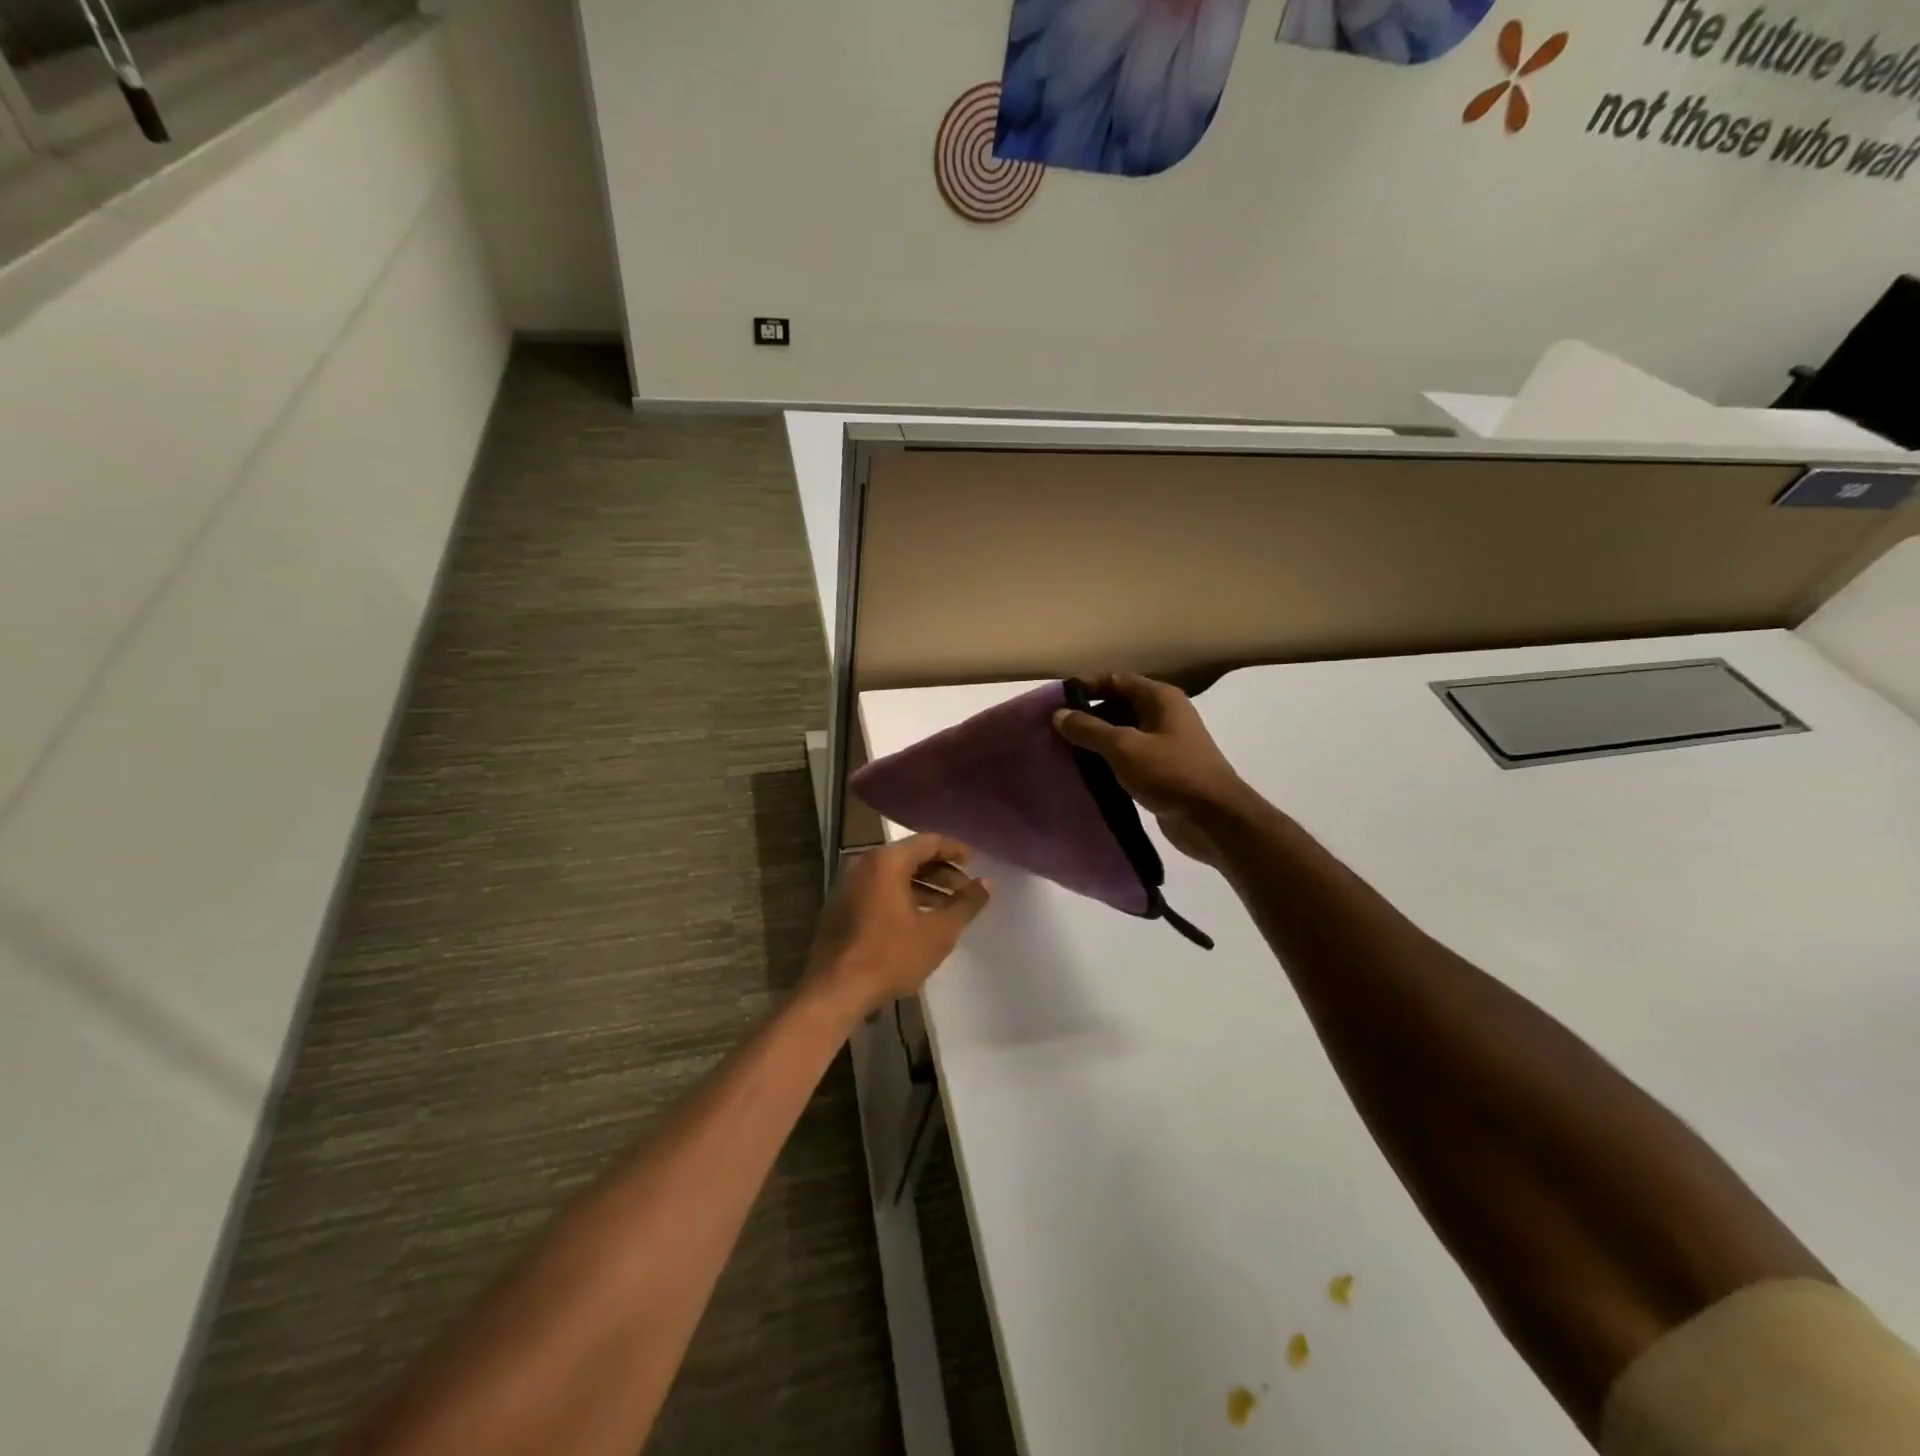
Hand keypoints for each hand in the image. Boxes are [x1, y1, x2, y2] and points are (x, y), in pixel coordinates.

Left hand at [804, 833, 991, 1018]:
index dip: (954, 850)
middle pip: (910, 857)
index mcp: (887, 861)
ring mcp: (849, 885)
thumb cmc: (891, 955)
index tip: (975, 861)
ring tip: (948, 908)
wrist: (835, 990)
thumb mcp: (938, 932)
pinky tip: (919, 920)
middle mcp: (865, 864)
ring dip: (923, 887)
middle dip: (941, 872)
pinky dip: (902, 897)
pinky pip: (879, 890)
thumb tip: (987, 883)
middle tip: (965, 889)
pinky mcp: (841, 907)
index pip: (928, 842)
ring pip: (894, 875)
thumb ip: (966, 904)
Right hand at [1052, 673, 1252, 864]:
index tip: (1055, 702)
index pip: (1116, 680)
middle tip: (1054, 730)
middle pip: (1118, 706)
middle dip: (1088, 716)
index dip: (1086, 688)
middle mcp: (1164, 715)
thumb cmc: (1170, 773)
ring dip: (1097, 741)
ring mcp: (1165, 744)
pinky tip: (1086, 773)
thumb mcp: (1123, 747)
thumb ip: (1089, 729)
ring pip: (1123, 734)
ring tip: (1063, 751)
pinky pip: (1129, 758)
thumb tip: (1059, 714)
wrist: (1214, 819)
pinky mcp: (1163, 771)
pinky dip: (1109, 761)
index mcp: (1160, 698)